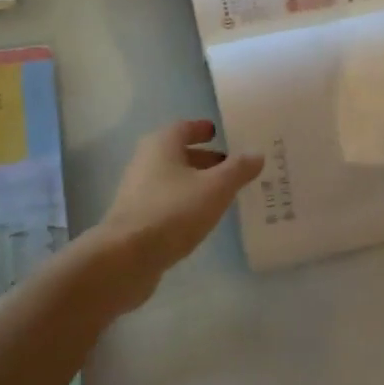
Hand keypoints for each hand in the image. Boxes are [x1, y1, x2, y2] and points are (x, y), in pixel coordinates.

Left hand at [87, 120, 263, 310]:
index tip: (219, 133)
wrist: (127, 257)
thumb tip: (257, 154)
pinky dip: (185, 202)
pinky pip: (167, 201)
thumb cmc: (173, 211)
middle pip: (178, 153)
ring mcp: (138, 190)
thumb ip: (238, 169)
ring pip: (173, 179)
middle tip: (231, 166)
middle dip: (204, 158)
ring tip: (223, 193)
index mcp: (161, 144)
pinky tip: (201, 217)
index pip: (184, 127)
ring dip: (196, 182)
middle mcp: (146, 161)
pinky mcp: (137, 217)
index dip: (202, 129)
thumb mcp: (215, 188)